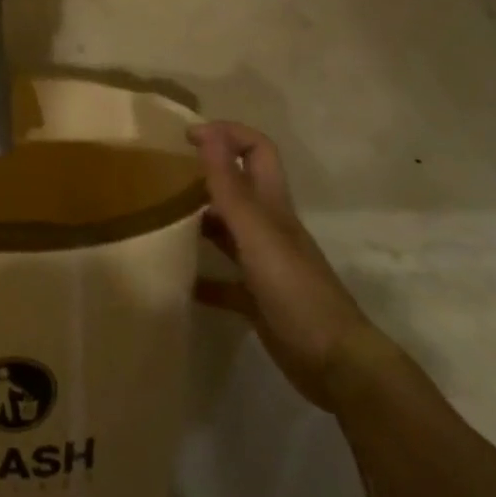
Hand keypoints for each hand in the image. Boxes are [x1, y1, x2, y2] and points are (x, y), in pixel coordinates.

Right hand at [190, 121, 383, 410]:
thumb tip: (208, 132)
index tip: (187, 135)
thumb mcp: (256, 232)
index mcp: (272, 206)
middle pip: (238, 187)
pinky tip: (177, 280)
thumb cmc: (295, 289)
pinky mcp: (256, 299)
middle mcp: (268, 228)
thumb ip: (229, 185)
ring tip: (160, 218)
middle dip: (206, 174)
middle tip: (165, 174)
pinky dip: (201, 277)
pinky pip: (223, 281)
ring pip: (227, 230)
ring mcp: (263, 264)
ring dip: (199, 221)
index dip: (227, 134)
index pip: (256, 151)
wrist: (335, 364)